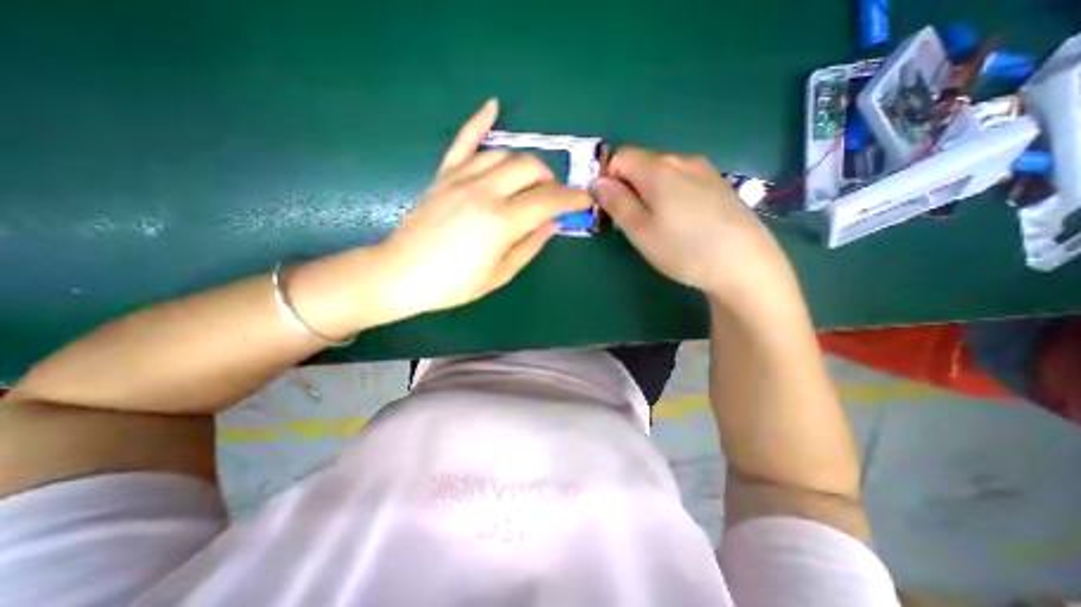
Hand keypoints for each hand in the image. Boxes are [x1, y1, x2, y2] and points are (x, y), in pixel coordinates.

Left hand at [373, 99, 589, 316]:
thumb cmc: (453, 284)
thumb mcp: (500, 274)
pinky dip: (480, 121)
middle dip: (552, 181)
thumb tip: (552, 223)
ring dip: (527, 165)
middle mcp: (485, 191)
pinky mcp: (444, 175)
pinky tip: (492, 106)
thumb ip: (530, 245)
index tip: (586, 200)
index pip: (550, 200)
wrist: (400, 274)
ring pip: (507, 154)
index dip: (573, 198)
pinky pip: (464, 141)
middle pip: (531, 168)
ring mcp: (462, 178)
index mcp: (502, 221)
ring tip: (531, 182)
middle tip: (553, 200)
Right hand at [590, 144, 792, 306]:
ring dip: (650, 192)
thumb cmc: (683, 250)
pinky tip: (683, 222)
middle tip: (635, 222)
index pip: (621, 156)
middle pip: (642, 163)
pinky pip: (684, 180)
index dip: (609, 179)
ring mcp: (705, 170)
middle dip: (629, 187)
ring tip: (660, 225)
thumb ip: (616, 202)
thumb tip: (596, 182)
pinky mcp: (720, 184)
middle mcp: (682, 159)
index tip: (613, 207)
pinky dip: (672, 195)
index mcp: (658, 168)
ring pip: (663, 172)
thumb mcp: (640, 230)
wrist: (745, 264)